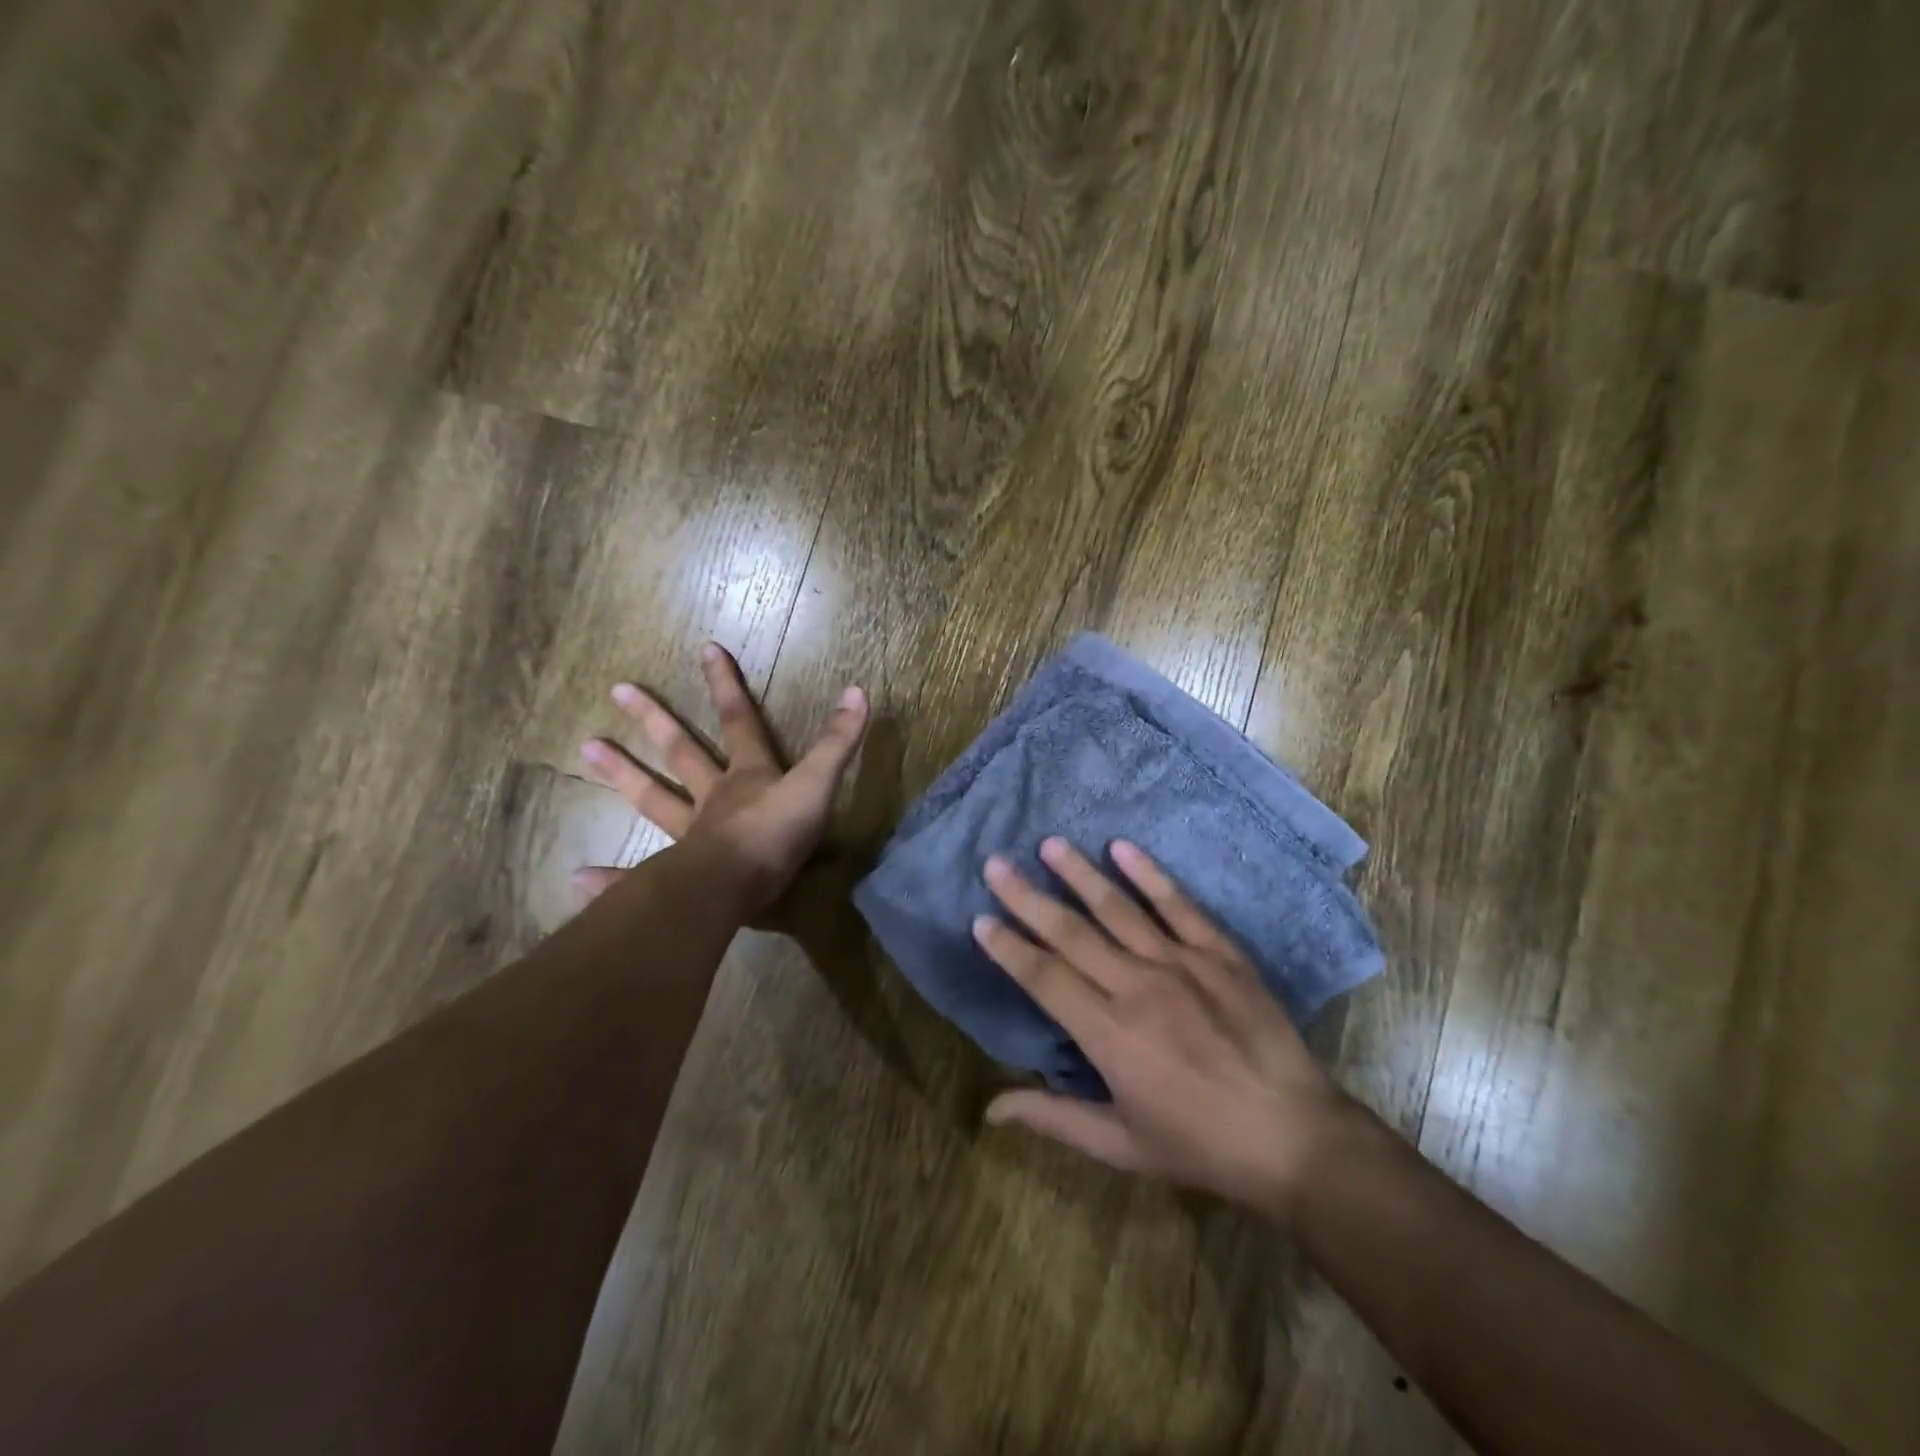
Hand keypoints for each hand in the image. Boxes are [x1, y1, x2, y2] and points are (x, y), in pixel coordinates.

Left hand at [575, 643, 868, 914]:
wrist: (735, 886)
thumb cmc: (777, 833)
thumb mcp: (817, 784)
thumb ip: (837, 742)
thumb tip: (858, 691)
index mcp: (747, 776)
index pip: (740, 721)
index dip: (727, 685)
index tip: (706, 649)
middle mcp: (713, 798)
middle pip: (682, 752)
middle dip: (655, 720)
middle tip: (617, 689)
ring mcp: (690, 835)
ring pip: (652, 799)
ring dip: (622, 774)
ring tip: (586, 748)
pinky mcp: (674, 877)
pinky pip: (637, 875)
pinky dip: (611, 878)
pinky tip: (578, 877)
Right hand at [974, 838, 1351, 1219]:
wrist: (1294, 1136)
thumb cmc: (1199, 1145)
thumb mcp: (1120, 1144)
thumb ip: (1053, 1116)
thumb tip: (990, 1108)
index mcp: (1108, 1034)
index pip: (1044, 978)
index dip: (1009, 948)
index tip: (980, 919)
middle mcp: (1137, 986)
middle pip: (1071, 933)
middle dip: (1028, 897)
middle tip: (996, 865)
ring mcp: (1182, 963)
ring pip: (1118, 909)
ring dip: (1080, 874)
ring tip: (1050, 845)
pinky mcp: (1220, 953)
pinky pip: (1179, 906)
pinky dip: (1150, 875)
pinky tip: (1123, 847)